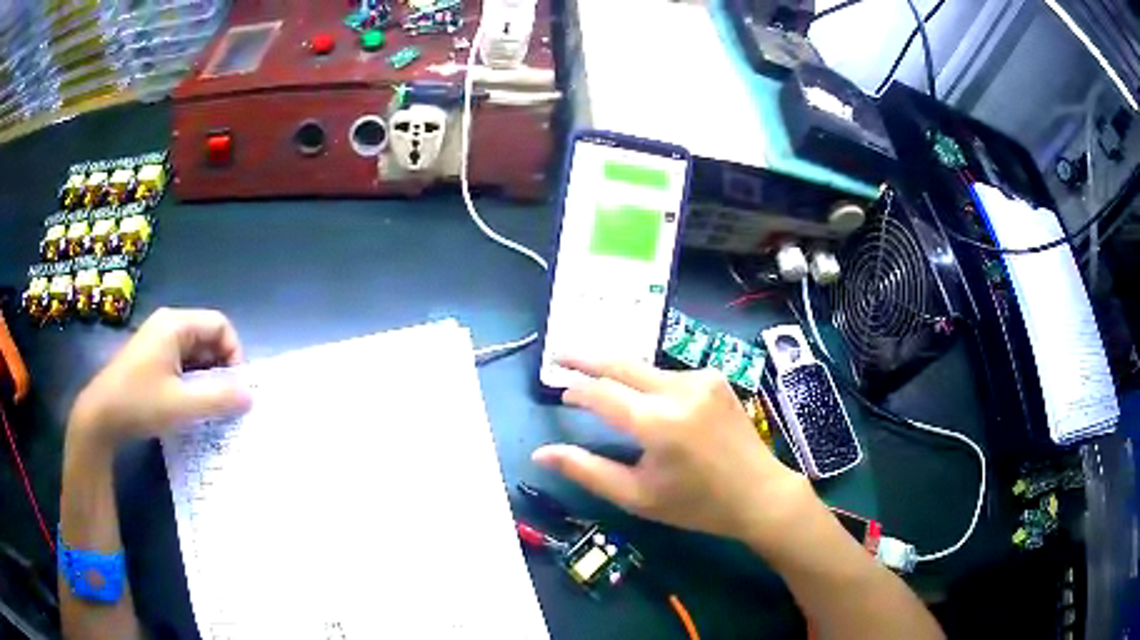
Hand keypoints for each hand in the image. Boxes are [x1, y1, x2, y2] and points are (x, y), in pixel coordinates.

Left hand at [68, 308, 251, 448]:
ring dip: (207, 377)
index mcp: (176, 324)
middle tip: (225, 401)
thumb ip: (219, 399)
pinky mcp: (151, 357)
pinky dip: (192, 381)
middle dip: (221, 368)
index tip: (236, 388)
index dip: (235, 354)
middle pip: (208, 337)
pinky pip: (181, 362)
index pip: (220, 325)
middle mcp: (168, 324)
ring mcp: (157, 340)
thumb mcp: (182, 405)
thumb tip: (250, 396)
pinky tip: (190, 405)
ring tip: (209, 407)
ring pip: (195, 352)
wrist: (100, 416)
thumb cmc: (140, 403)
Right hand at [532, 360, 811, 543]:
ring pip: (645, 369)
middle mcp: (679, 390)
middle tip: (558, 354)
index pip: (602, 392)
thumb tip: (540, 453)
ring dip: (621, 376)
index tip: (561, 393)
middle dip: (585, 357)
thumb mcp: (636, 496)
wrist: (759, 493)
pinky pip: (669, 375)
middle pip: (621, 364)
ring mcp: (701, 378)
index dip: (576, 389)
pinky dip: (650, 384)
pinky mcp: (715, 376)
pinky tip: (649, 403)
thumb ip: (586, 470)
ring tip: (601, 385)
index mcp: (658, 423)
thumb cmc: (695, 504)